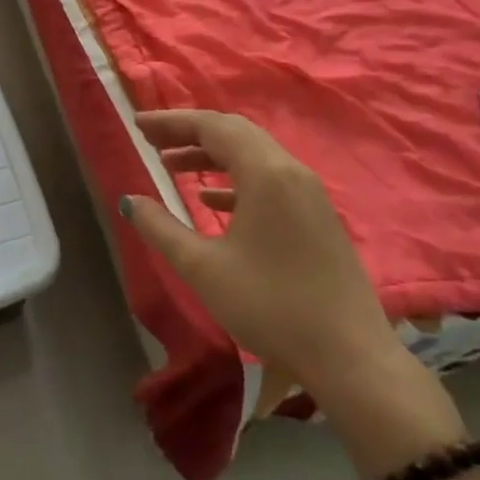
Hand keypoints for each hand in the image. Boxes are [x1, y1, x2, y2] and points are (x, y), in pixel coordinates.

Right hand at [121, 110, 408, 410]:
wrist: (350, 358)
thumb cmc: (270, 306)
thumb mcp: (203, 268)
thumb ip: (161, 228)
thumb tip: (129, 200)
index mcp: (266, 173)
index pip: (212, 127)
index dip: (171, 122)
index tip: (137, 124)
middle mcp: (291, 172)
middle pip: (235, 133)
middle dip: (190, 133)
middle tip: (152, 141)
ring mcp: (309, 194)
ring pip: (253, 156)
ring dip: (211, 156)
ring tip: (172, 166)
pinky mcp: (317, 218)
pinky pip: (270, 180)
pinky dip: (235, 180)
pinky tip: (210, 201)